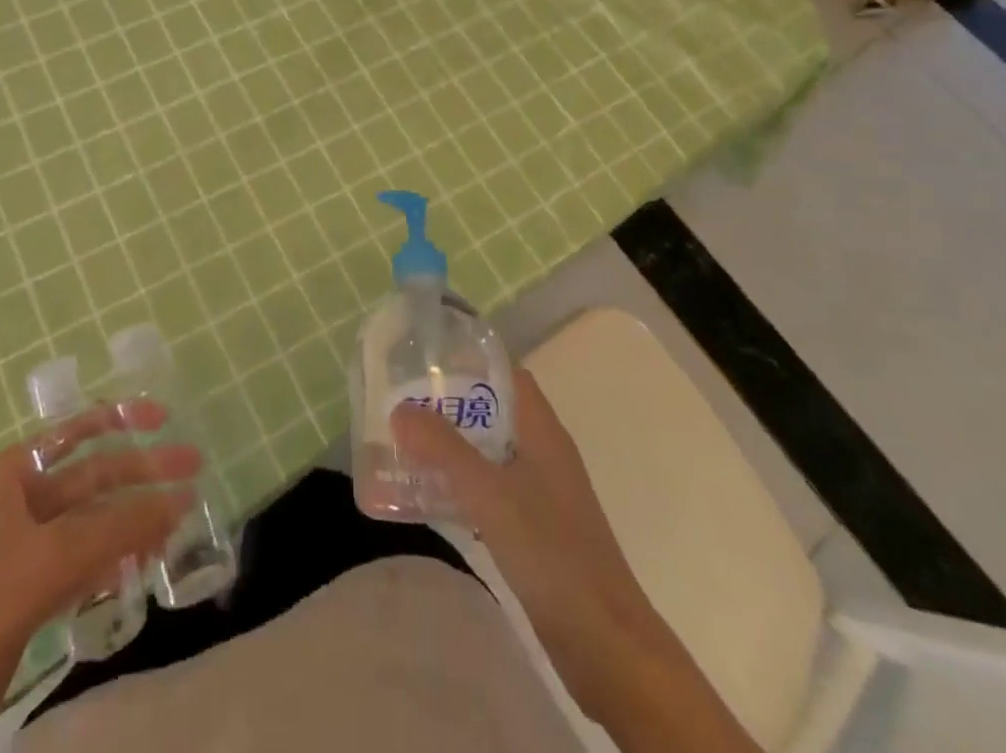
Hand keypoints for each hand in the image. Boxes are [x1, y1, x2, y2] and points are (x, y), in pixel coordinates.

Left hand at [0, 403, 197, 752]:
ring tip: (176, 528)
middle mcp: (22, 502)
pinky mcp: (32, 593)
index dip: (121, 419)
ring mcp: (27, 549)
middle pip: (94, 477)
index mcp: (15, 474)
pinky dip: (114, 561)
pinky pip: (85, 563)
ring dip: (132, 522)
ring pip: (94, 523)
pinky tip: (141, 567)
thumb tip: (180, 501)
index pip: (76, 431)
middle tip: (193, 474)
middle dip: (142, 475)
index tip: (164, 419)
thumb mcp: (51, 557)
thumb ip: (119, 528)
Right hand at [392, 368, 755, 752]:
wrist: (606, 643)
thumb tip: (399, 408)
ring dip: (451, 448)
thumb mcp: (490, 493)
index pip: (506, 374)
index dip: (469, 362)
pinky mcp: (535, 530)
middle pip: (492, 412)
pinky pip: (491, 491)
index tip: (425, 360)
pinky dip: (461, 486)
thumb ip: (444, 448)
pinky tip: (429, 498)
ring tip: (403, 446)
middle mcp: (543, 453)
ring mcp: (541, 493)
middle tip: (402, 403)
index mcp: (542, 431)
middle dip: (450, 406)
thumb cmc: (551, 551)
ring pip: (489, 453)